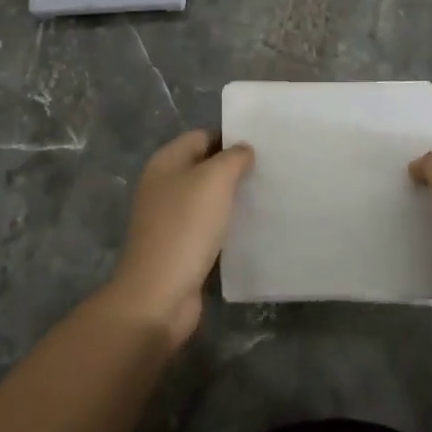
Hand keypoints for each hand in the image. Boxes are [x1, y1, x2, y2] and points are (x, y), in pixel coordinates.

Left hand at [107, 129, 255, 346]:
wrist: (160, 294)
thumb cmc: (186, 227)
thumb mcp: (214, 180)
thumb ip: (233, 158)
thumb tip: (243, 150)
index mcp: (165, 162)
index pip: (202, 137)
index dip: (230, 138)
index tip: (263, 147)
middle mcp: (164, 186)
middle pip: (204, 167)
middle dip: (234, 169)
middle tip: (271, 172)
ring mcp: (170, 219)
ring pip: (207, 199)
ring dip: (232, 199)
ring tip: (267, 198)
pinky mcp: (180, 247)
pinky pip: (208, 227)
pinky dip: (227, 226)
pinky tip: (252, 229)